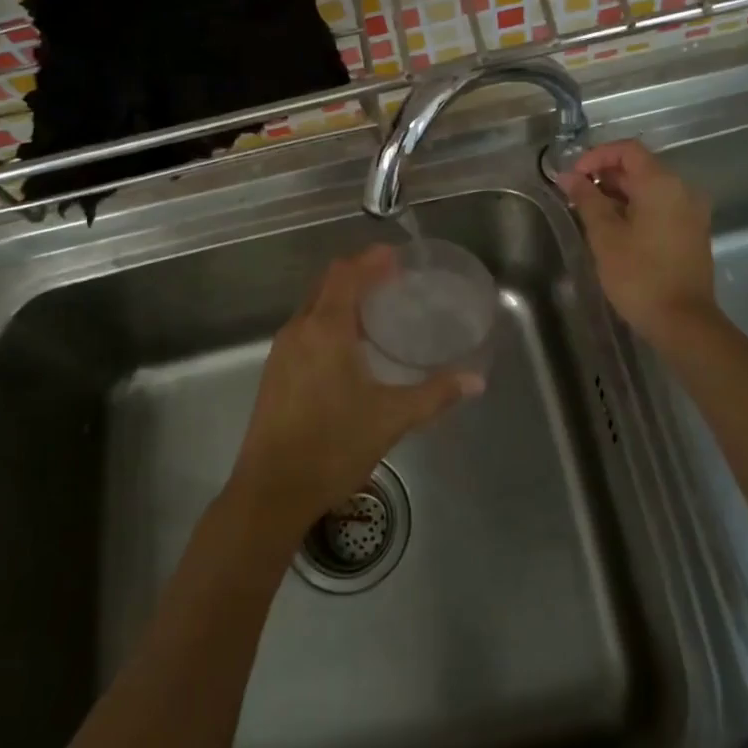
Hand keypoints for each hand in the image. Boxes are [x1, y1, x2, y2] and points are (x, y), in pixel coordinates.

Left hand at [230, 245, 480, 533]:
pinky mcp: (275, 372)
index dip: (370, 259)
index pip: (346, 274)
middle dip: (357, 274)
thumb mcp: (391, 419)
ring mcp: (282, 351)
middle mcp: (299, 330)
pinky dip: (327, 320)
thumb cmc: (333, 447)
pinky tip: (348, 346)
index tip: (396, 256)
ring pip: (313, 306)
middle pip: (327, 284)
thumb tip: (476, 380)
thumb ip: (435, 394)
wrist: (271, 491)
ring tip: (375, 308)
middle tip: (391, 278)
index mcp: (326, 329)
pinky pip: (304, 328)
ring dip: (341, 298)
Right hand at [560, 139, 720, 346]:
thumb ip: (587, 199)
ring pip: (650, 188)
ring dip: (619, 194)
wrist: (683, 321)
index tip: (573, 176)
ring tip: (589, 213)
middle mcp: (682, 190)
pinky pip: (660, 206)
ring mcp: (691, 211)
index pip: (627, 150)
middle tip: (575, 196)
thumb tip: (568, 176)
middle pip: (640, 167)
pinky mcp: (691, 231)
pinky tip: (614, 229)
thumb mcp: (605, 235)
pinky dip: (636, 208)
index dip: (596, 156)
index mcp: (662, 184)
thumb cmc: (639, 275)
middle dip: (605, 175)